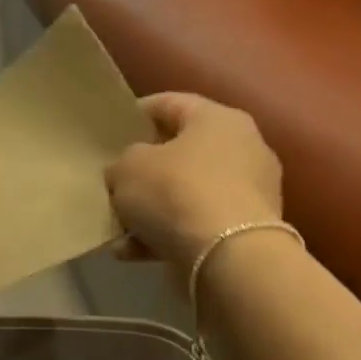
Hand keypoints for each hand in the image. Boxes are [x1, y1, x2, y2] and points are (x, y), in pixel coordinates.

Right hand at [104, 94, 282, 269]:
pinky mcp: (245, 230)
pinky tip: (132, 252)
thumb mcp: (127, 167)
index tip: (111, 130)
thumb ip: (122, 162)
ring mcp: (248, 192)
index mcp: (218, 119)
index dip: (137, 113)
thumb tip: (127, 171)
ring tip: (118, 227)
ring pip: (185, 193)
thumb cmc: (175, 192)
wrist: (228, 256)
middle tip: (114, 180)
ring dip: (150, 209)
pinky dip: (165, 235)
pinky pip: (195, 225)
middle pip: (181, 152)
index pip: (171, 103)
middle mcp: (242, 148)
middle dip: (145, 169)